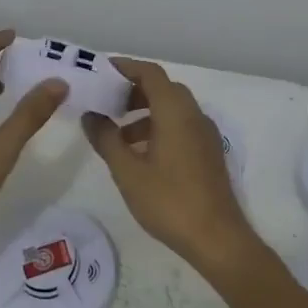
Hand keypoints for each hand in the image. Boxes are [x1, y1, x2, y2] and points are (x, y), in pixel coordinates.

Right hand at [82, 57, 256, 272]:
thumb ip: (106, 139)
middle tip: (105, 102)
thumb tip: (90, 116)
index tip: (102, 71)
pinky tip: (140, 155)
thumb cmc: (169, 201)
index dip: (126, 67)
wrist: (217, 239)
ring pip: (172, 109)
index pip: (150, 73)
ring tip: (117, 135)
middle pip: (162, 89)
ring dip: (144, 113)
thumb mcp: (128, 171)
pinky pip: (181, 126)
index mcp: (175, 112)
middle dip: (132, 91)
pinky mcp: (209, 153)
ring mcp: (205, 134)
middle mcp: (194, 115)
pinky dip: (159, 128)